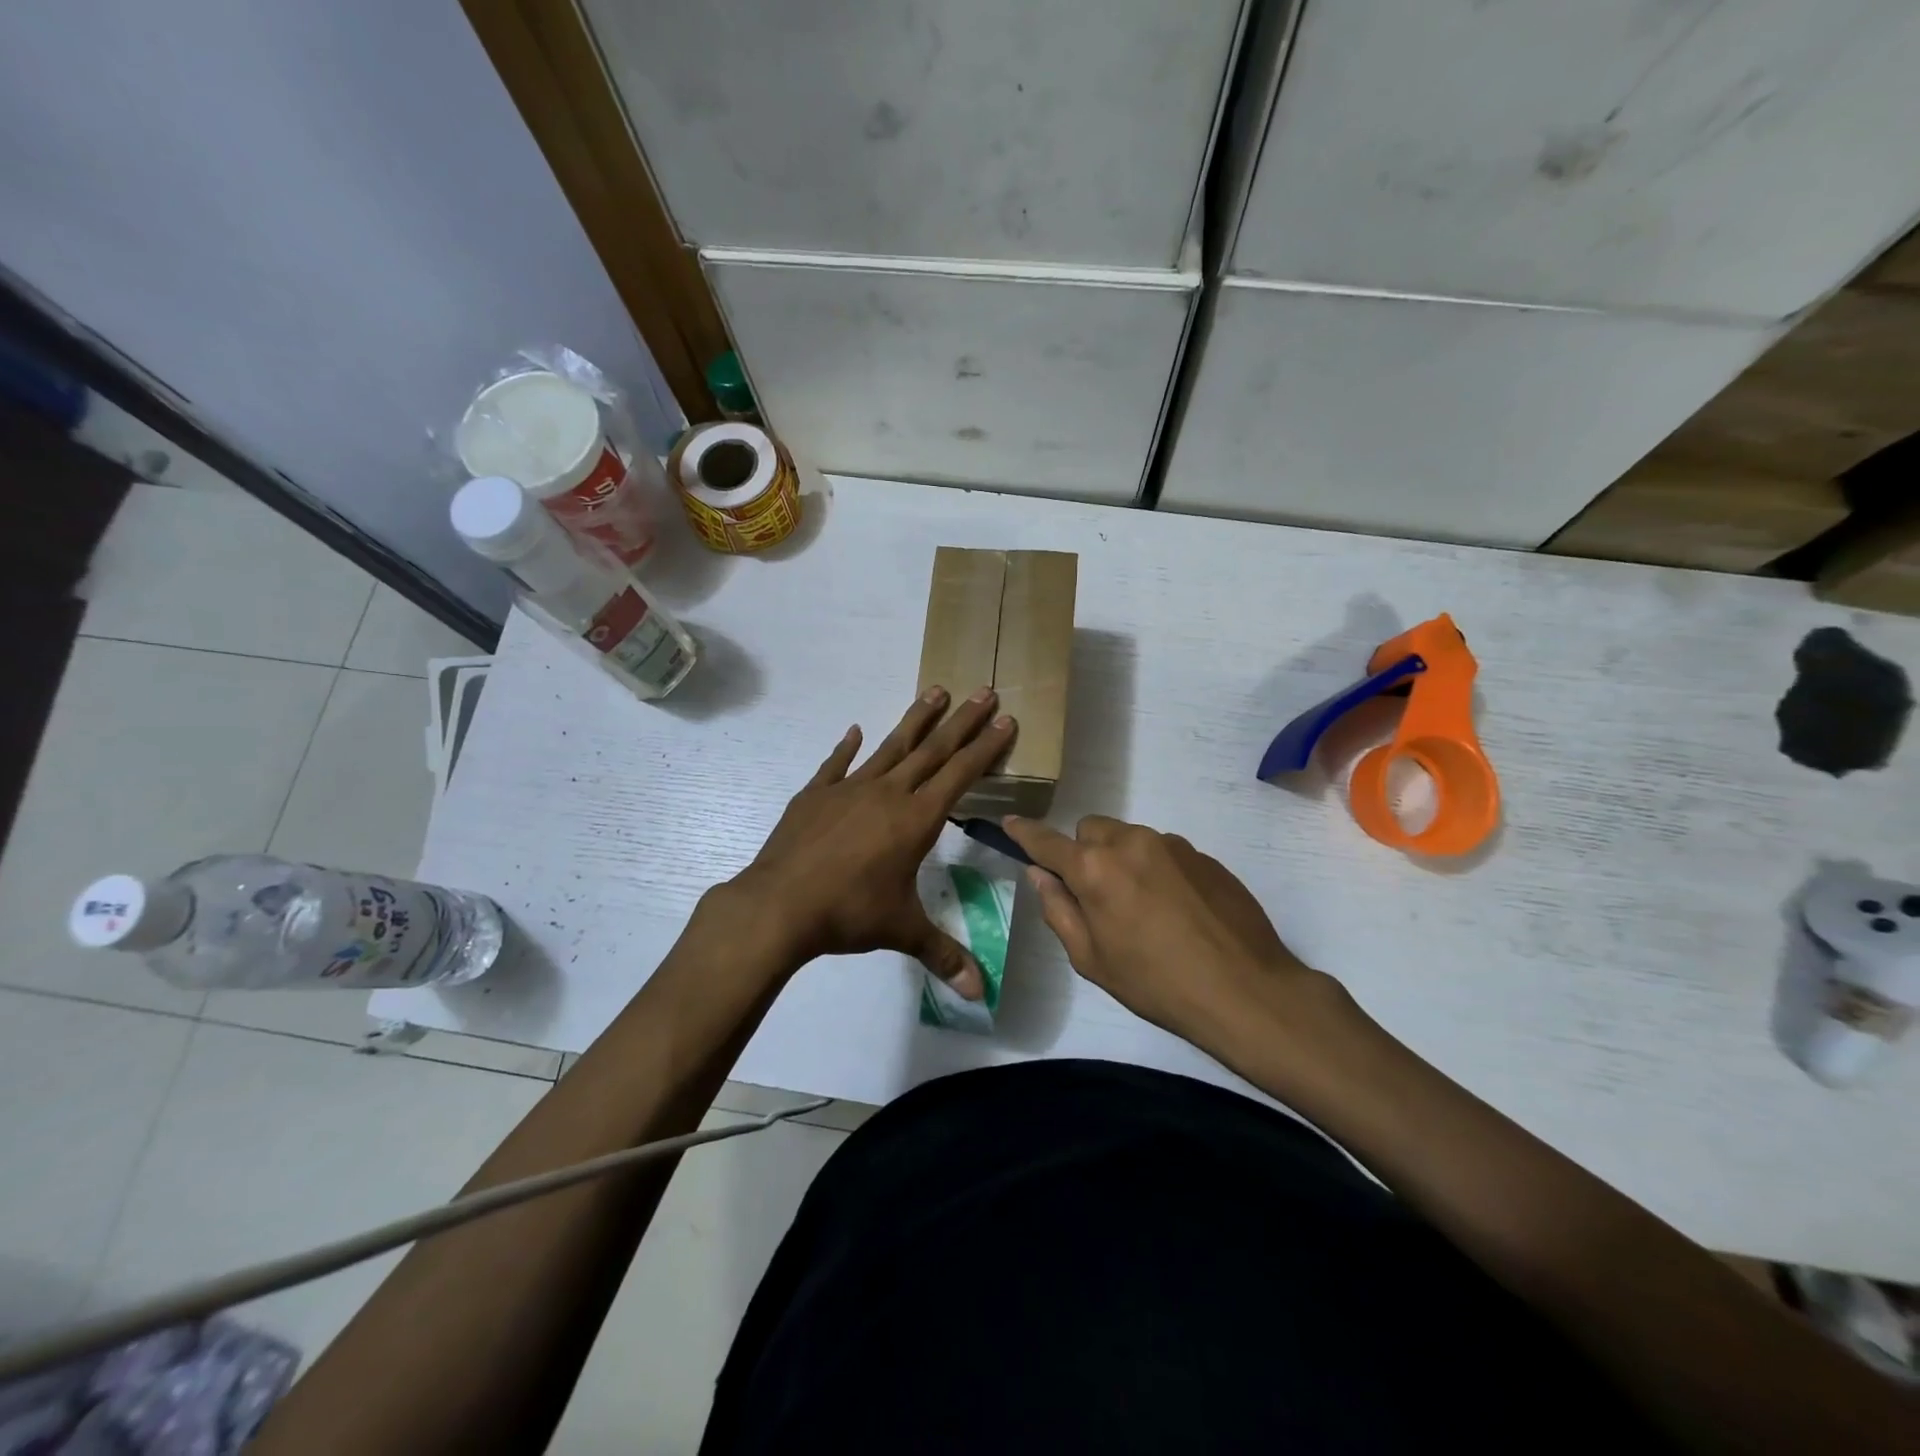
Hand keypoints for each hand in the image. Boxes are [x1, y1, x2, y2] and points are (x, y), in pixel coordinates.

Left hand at [729, 686, 1015, 996]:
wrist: (780, 904)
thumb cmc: (848, 913)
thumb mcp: (901, 930)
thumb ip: (942, 954)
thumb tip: (978, 993)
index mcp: (915, 819)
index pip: (960, 775)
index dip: (985, 748)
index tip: (1005, 720)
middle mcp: (887, 793)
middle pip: (932, 750)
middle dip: (962, 721)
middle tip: (984, 690)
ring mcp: (849, 789)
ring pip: (890, 747)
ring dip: (915, 720)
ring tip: (935, 690)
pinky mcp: (815, 795)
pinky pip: (836, 765)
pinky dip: (846, 748)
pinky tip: (853, 731)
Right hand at [1003, 814, 1348, 1050]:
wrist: (1245, 989)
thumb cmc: (1157, 983)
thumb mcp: (1092, 960)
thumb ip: (1059, 910)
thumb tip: (1040, 876)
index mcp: (1095, 869)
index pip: (1047, 841)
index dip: (1024, 833)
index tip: (1009, 824)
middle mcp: (1130, 843)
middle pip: (1091, 829)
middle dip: (1084, 853)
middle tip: (1098, 896)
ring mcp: (1171, 844)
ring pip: (1129, 838)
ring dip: (1123, 860)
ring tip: (1145, 909)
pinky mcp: (1203, 854)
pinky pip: (1164, 851)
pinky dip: (1157, 869)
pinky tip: (1177, 910)